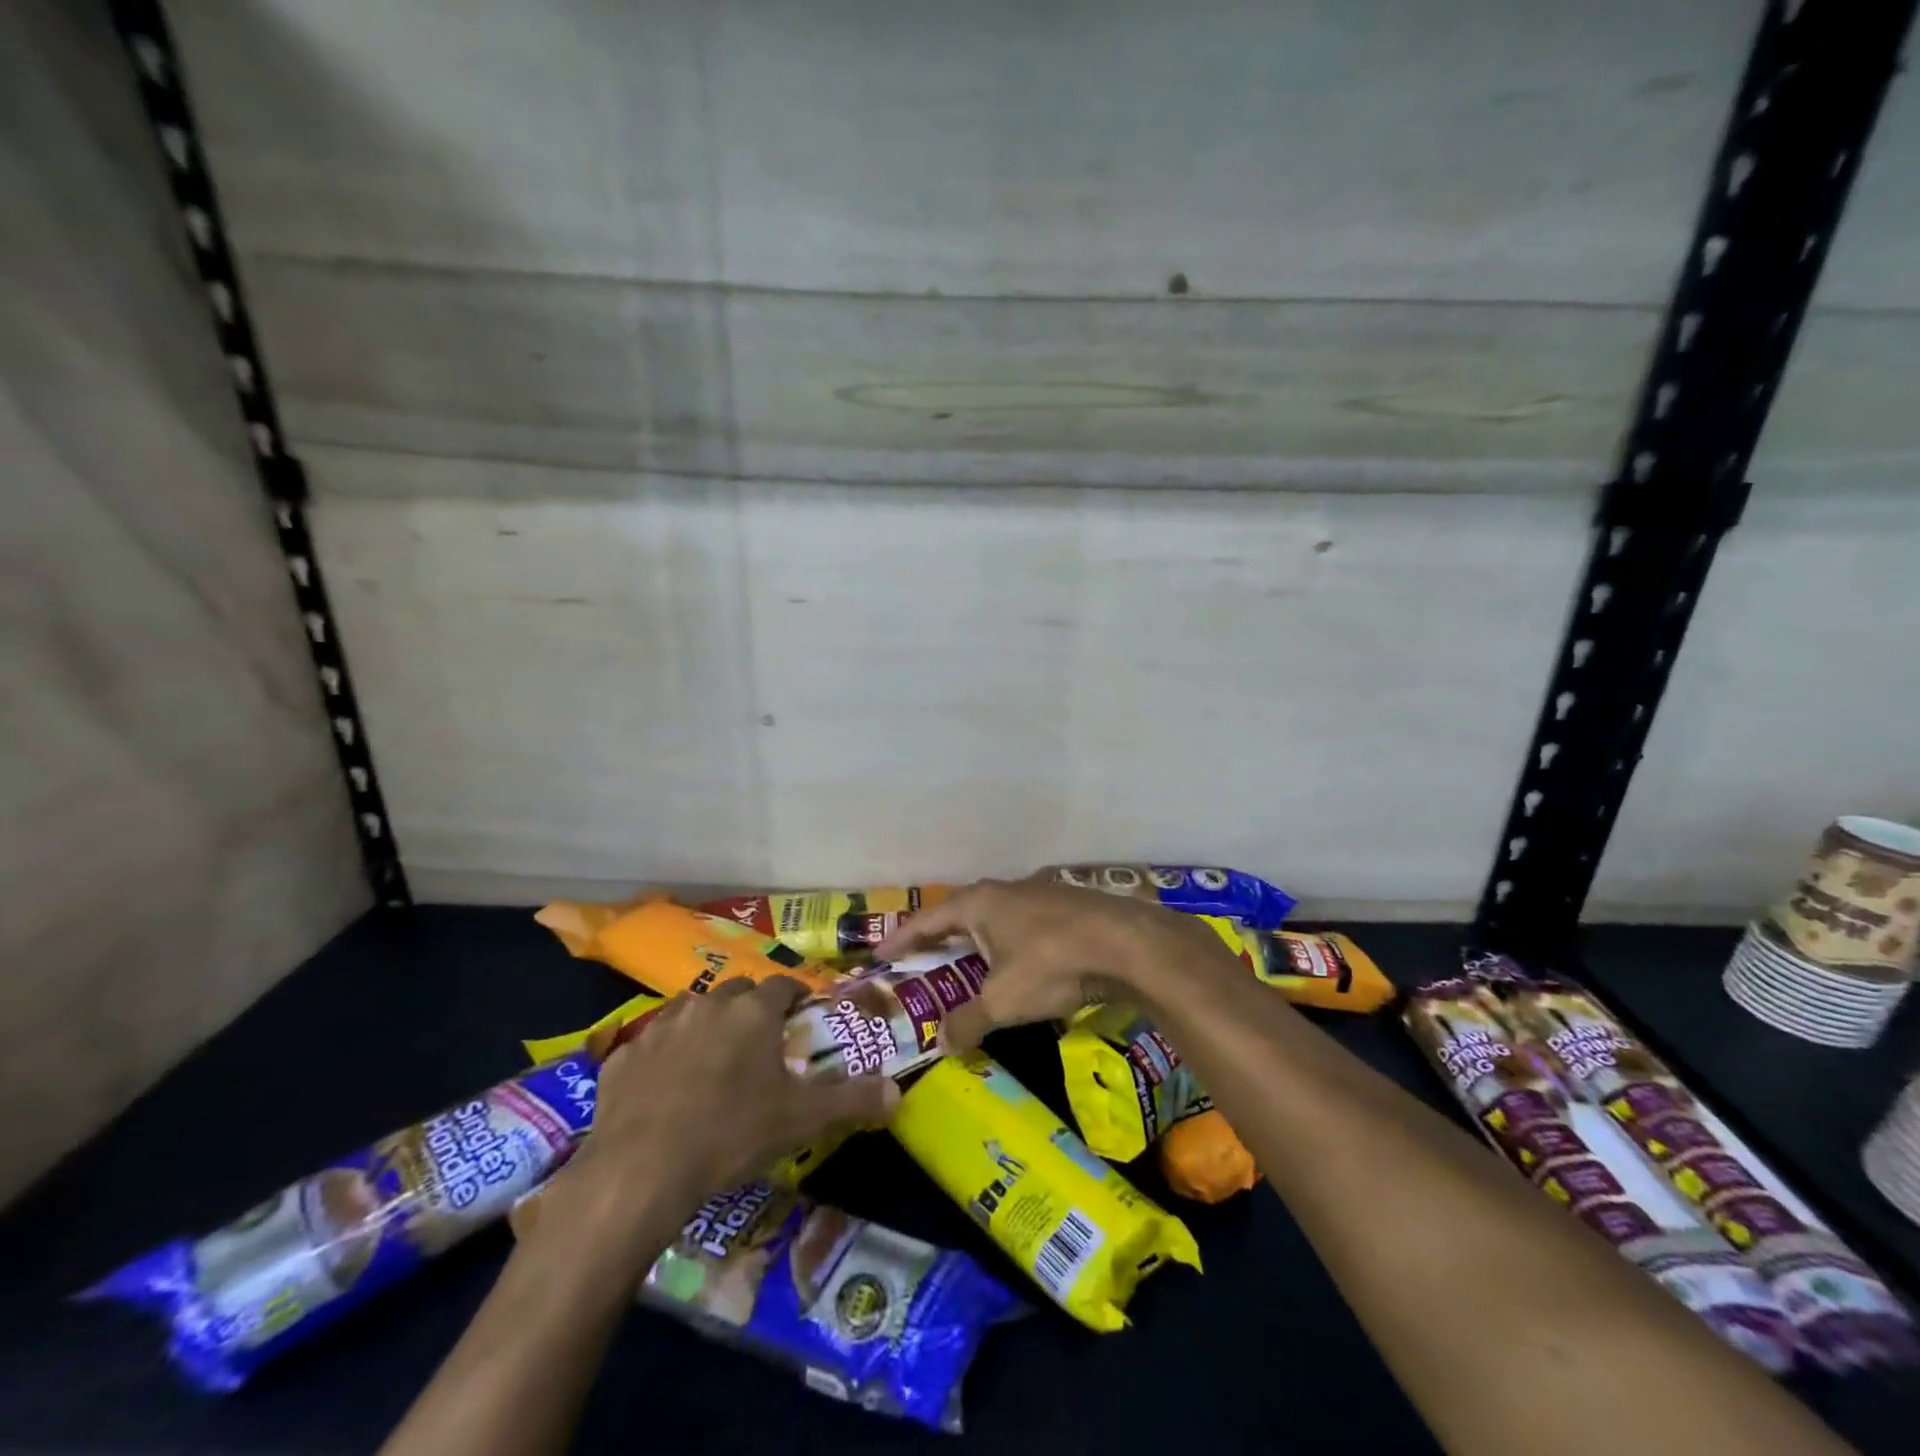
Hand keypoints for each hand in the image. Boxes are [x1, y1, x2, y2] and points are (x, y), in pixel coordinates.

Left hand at [536, 977, 898, 1274]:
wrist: (639, 1172)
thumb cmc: (731, 1134)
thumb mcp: (802, 1120)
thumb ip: (852, 1100)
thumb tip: (898, 1093)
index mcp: (752, 1011)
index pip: (782, 985)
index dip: (796, 996)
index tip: (802, 1013)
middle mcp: (707, 1005)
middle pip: (737, 991)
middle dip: (751, 1007)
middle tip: (761, 1041)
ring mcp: (660, 1027)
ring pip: (691, 1010)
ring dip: (706, 1025)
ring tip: (714, 1059)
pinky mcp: (622, 1057)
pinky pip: (651, 1045)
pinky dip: (663, 1056)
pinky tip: (665, 1088)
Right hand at [874, 876, 1238, 1052]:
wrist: (1125, 944)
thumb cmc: (1051, 964)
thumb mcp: (1002, 1001)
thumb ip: (967, 1021)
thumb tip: (941, 1044)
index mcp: (977, 904)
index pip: (926, 921)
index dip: (901, 940)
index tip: (880, 957)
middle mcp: (1002, 891)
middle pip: (959, 916)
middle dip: (939, 941)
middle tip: (920, 965)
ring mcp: (1036, 894)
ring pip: (993, 919)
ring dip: (976, 943)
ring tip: (965, 968)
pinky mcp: (1064, 906)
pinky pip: (1021, 926)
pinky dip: (1007, 945)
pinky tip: (1015, 965)